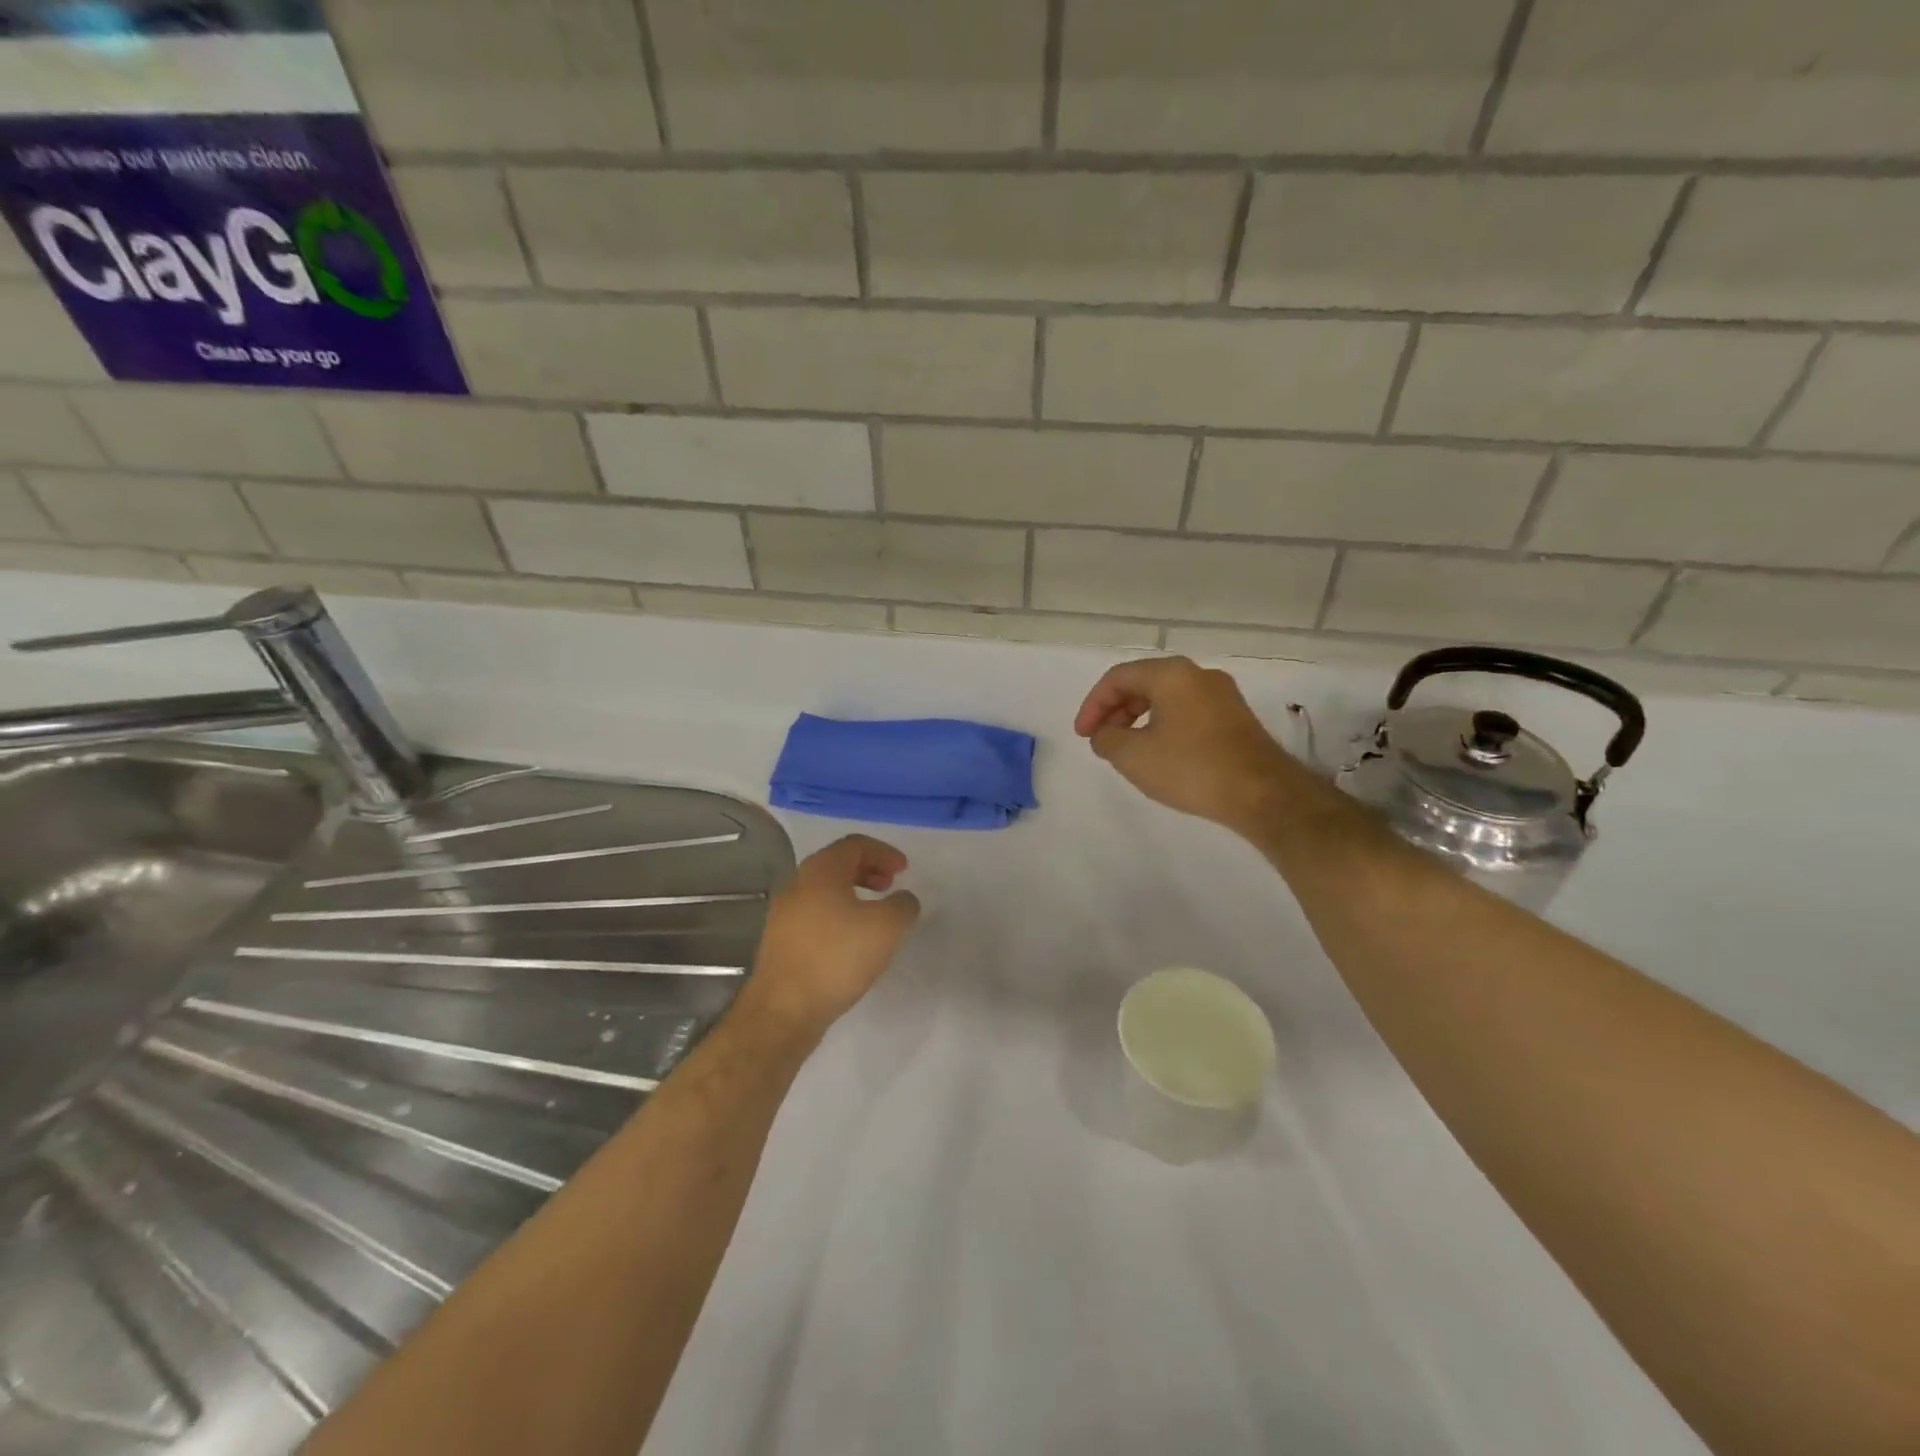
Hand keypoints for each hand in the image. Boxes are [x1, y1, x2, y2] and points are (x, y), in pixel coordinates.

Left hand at [737, 834, 920, 1034]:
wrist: (783, 1009)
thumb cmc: (836, 958)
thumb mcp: (886, 927)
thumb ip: (903, 905)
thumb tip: (903, 899)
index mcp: (821, 870)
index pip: (855, 844)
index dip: (883, 852)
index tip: (904, 870)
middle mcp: (798, 883)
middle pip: (837, 863)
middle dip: (868, 870)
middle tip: (890, 885)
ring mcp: (785, 913)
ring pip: (825, 890)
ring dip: (853, 893)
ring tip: (875, 914)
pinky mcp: (781, 940)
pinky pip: (815, 913)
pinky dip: (839, 914)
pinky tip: (852, 941)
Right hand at [1074, 656, 1298, 829]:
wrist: (1262, 793)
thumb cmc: (1191, 768)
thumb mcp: (1133, 756)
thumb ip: (1107, 738)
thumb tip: (1105, 733)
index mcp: (1171, 674)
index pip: (1118, 678)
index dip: (1093, 705)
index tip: (1083, 735)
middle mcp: (1199, 675)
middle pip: (1143, 683)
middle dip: (1116, 710)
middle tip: (1101, 740)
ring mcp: (1222, 695)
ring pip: (1167, 698)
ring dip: (1139, 719)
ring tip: (1127, 749)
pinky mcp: (1236, 717)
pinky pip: (1188, 711)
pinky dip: (1164, 725)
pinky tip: (1161, 753)